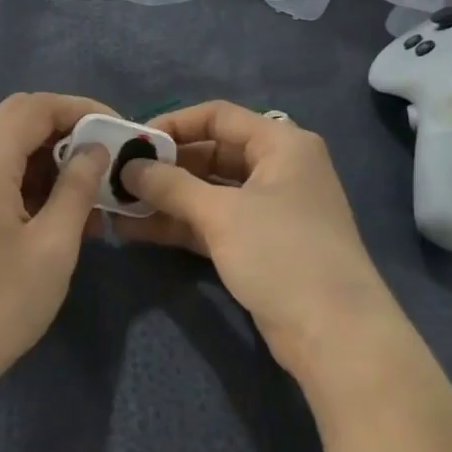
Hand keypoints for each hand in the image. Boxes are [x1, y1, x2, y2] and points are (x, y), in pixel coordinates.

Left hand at [0, 93, 113, 393]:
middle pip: (18, 120)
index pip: (34, 107)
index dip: (81, 109)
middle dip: (67, 132)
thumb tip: (95, 149)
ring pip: (6, 147)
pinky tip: (60, 211)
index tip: (119, 130)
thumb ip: (77, 187)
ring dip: (49, 159)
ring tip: (91, 191)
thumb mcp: (53, 244)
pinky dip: (28, 180)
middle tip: (107, 159)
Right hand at [116, 101, 400, 384]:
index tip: (131, 141)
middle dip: (164, 166)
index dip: (173, 124)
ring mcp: (268, 210)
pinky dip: (179, 224)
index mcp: (281, 144)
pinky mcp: (259, 245)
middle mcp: (277, 169)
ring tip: (115, 204)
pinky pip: (211, 223)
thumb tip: (128, 168)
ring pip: (207, 192)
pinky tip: (135, 229)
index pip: (218, 116)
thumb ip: (171, 185)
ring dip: (165, 198)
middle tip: (117, 175)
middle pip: (211, 153)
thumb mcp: (222, 213)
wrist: (335, 335)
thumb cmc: (282, 253)